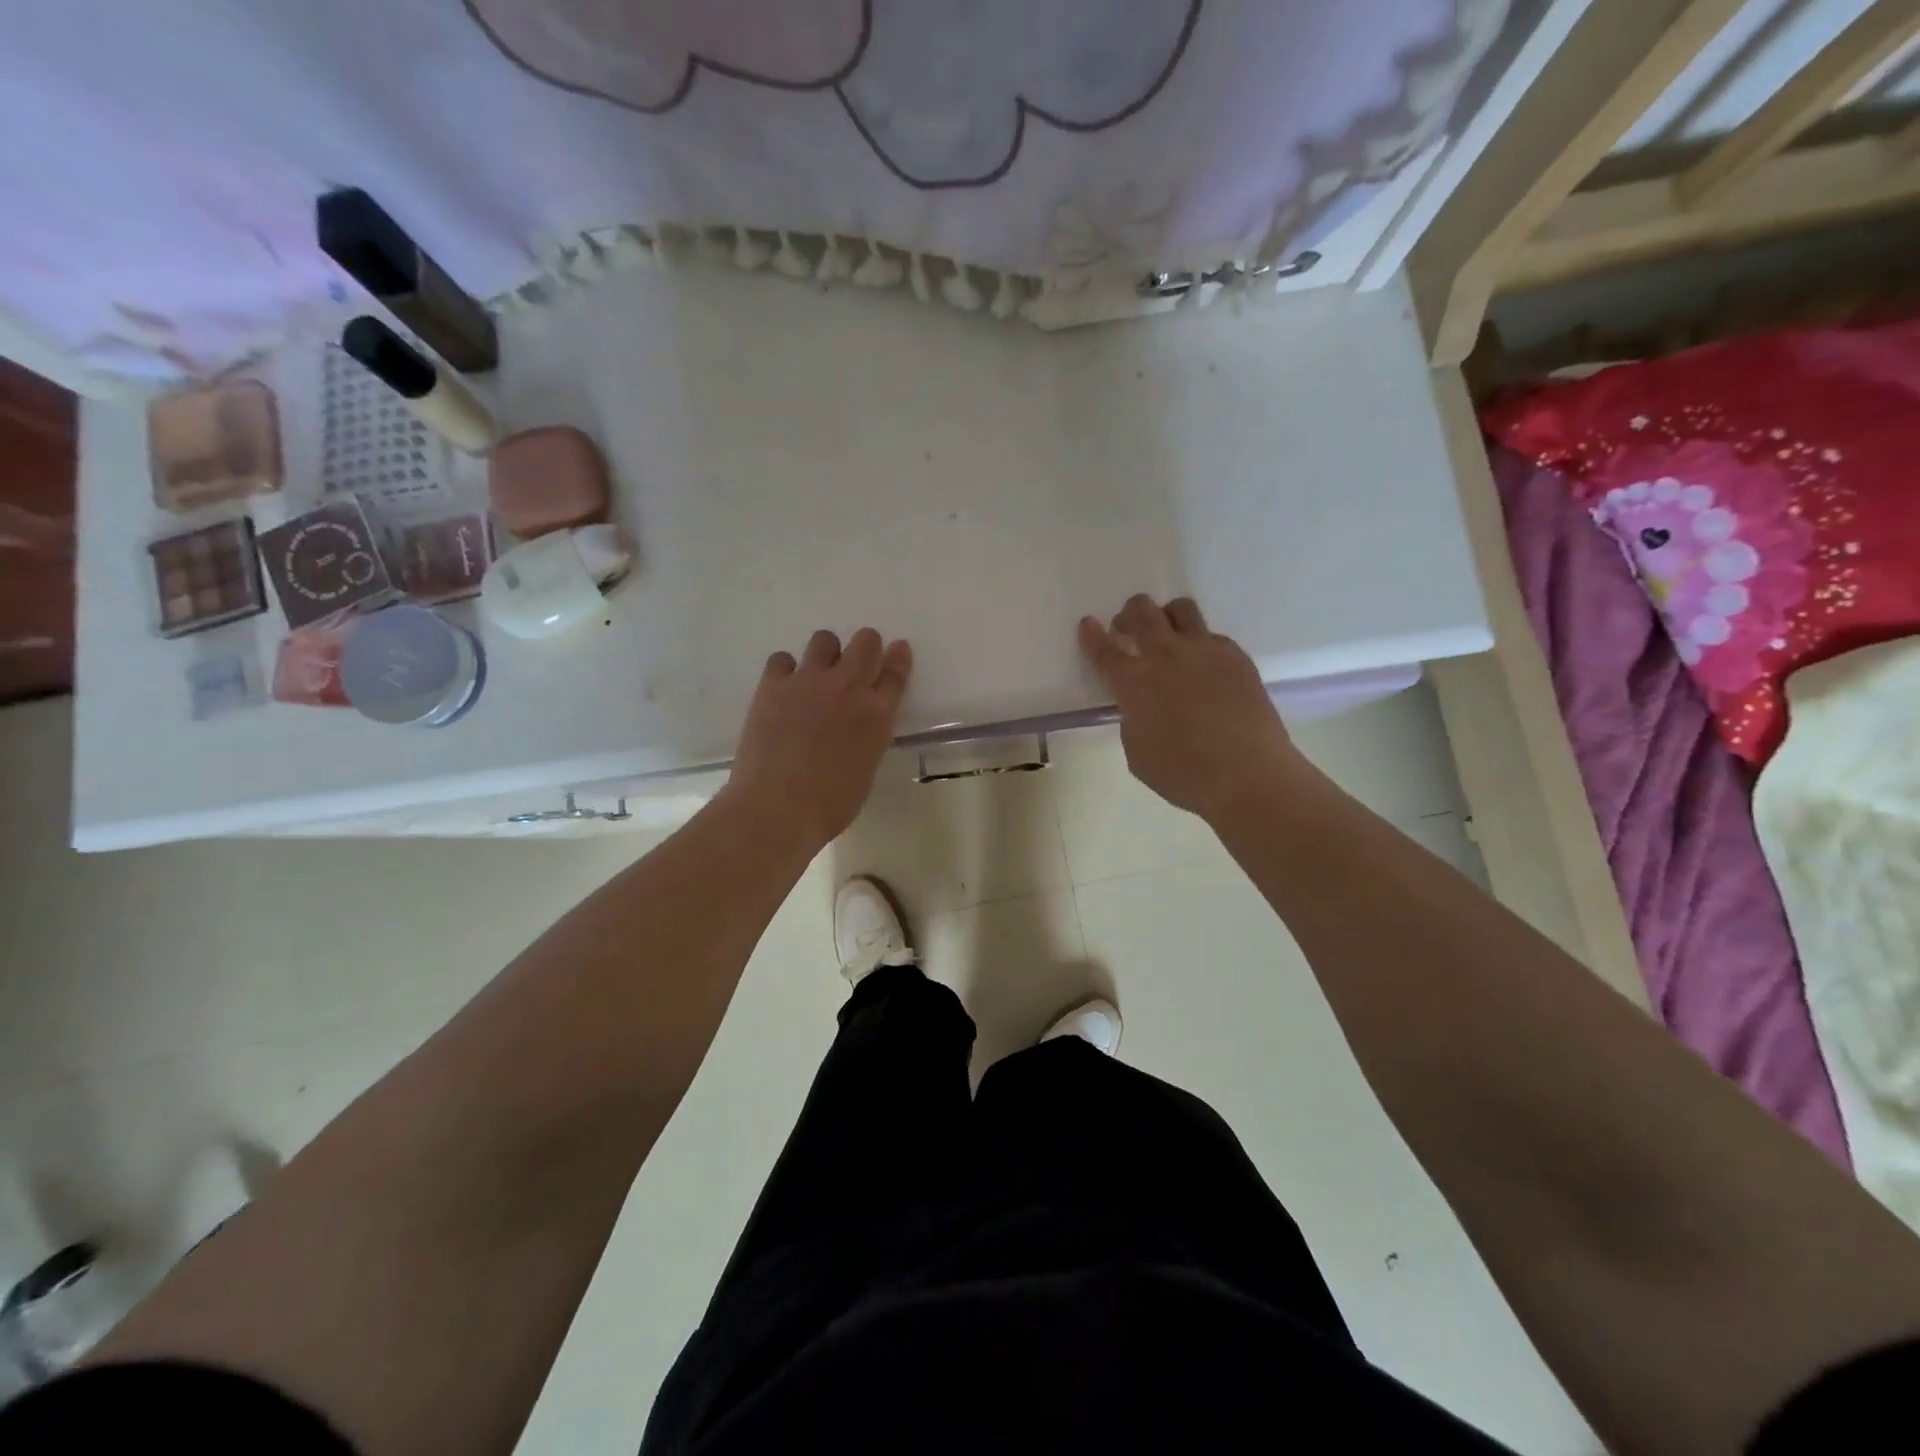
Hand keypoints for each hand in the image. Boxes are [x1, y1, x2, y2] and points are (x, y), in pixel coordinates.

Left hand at [726, 627, 912, 850]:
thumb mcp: (866, 768)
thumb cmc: (830, 804)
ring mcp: (808, 681)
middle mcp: (848, 688)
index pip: (896, 673)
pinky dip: (786, 669)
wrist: (777, 808)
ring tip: (816, 676)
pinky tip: (784, 689)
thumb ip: (869, 736)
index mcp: (878, 714)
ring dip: (826, 653)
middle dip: (865, 647)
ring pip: (824, 639)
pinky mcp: (773, 685)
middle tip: (855, 663)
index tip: (898, 650)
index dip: (898, 659)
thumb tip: (859, 725)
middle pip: (865, 642)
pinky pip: (782, 658)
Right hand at [1079, 595, 1302, 821]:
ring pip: (1180, 609)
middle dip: (1129, 614)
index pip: (1104, 651)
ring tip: (1168, 635)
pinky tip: (1204, 667)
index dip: (1092, 636)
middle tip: (1128, 629)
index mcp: (1134, 682)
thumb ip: (1133, 720)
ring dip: (1166, 616)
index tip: (1088, 624)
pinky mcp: (1236, 656)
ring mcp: (1204, 650)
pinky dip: (1200, 643)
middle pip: (1141, 612)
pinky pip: (1212, 635)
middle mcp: (1165, 655)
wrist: (1247, 774)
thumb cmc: (1183, 773)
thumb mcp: (1137, 752)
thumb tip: (1142, 706)